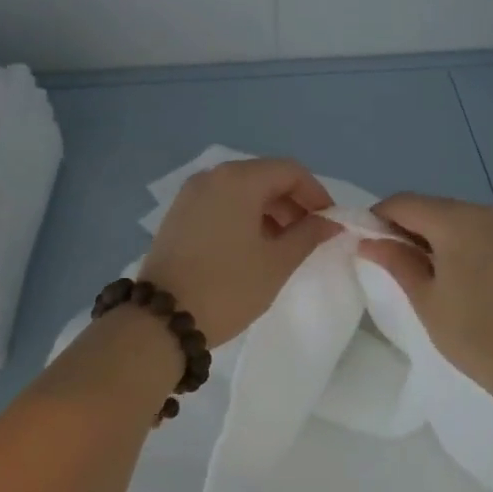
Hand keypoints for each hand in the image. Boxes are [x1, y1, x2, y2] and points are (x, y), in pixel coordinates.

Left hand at [139, 158, 335, 346]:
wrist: (162, 320)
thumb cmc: (228, 287)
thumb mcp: (277, 263)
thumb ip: (308, 235)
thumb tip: (330, 222)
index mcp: (238, 179)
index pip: (290, 171)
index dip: (316, 194)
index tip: (330, 222)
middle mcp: (212, 176)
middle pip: (264, 177)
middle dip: (292, 202)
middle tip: (310, 235)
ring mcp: (190, 194)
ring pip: (241, 190)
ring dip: (269, 211)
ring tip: (284, 245)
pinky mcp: (178, 214)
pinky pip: (221, 203)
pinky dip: (243, 216)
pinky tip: (253, 246)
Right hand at [358, 193, 492, 404]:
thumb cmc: (476, 336)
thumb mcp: (426, 300)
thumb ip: (396, 262)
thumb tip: (368, 241)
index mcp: (457, 220)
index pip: (404, 203)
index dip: (377, 218)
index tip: (365, 245)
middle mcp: (485, 212)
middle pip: (431, 207)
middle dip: (405, 228)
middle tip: (390, 262)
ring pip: (456, 219)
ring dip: (432, 236)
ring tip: (422, 274)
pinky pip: (479, 233)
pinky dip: (459, 244)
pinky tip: (457, 278)